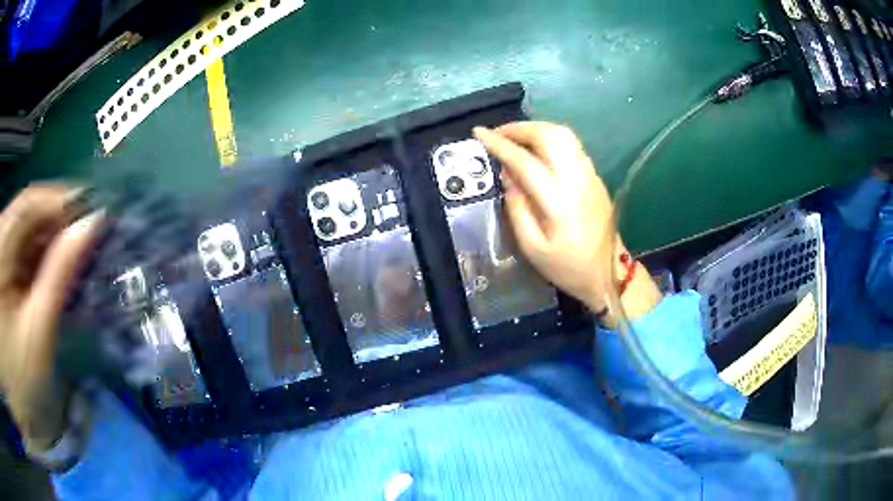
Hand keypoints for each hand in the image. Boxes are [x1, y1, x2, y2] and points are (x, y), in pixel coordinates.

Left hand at [0, 185, 101, 453]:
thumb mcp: (36, 332)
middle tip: (89, 244)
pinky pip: (20, 248)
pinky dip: (38, 257)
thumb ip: (59, 276)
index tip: (96, 214)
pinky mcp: (2, 264)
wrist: (18, 394)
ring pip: (25, 229)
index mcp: (1, 246)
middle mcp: (0, 236)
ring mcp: (0, 249)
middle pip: (28, 212)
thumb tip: (91, 225)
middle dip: (59, 224)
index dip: (64, 200)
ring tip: (74, 263)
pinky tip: (52, 275)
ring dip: (50, 243)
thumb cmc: (20, 376)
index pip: (31, 201)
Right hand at [473, 122, 660, 325]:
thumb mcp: (533, 249)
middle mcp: (576, 179)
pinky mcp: (595, 176)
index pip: (524, 161)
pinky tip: (537, 149)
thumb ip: (517, 210)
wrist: (609, 273)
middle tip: (497, 134)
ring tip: (515, 137)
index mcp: (558, 200)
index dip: (499, 144)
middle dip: (518, 128)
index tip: (479, 133)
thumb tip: (507, 177)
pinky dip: (549, 138)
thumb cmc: (568, 267)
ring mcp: (589, 174)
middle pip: (548, 136)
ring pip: (563, 135)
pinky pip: (571, 145)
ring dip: (535, 129)